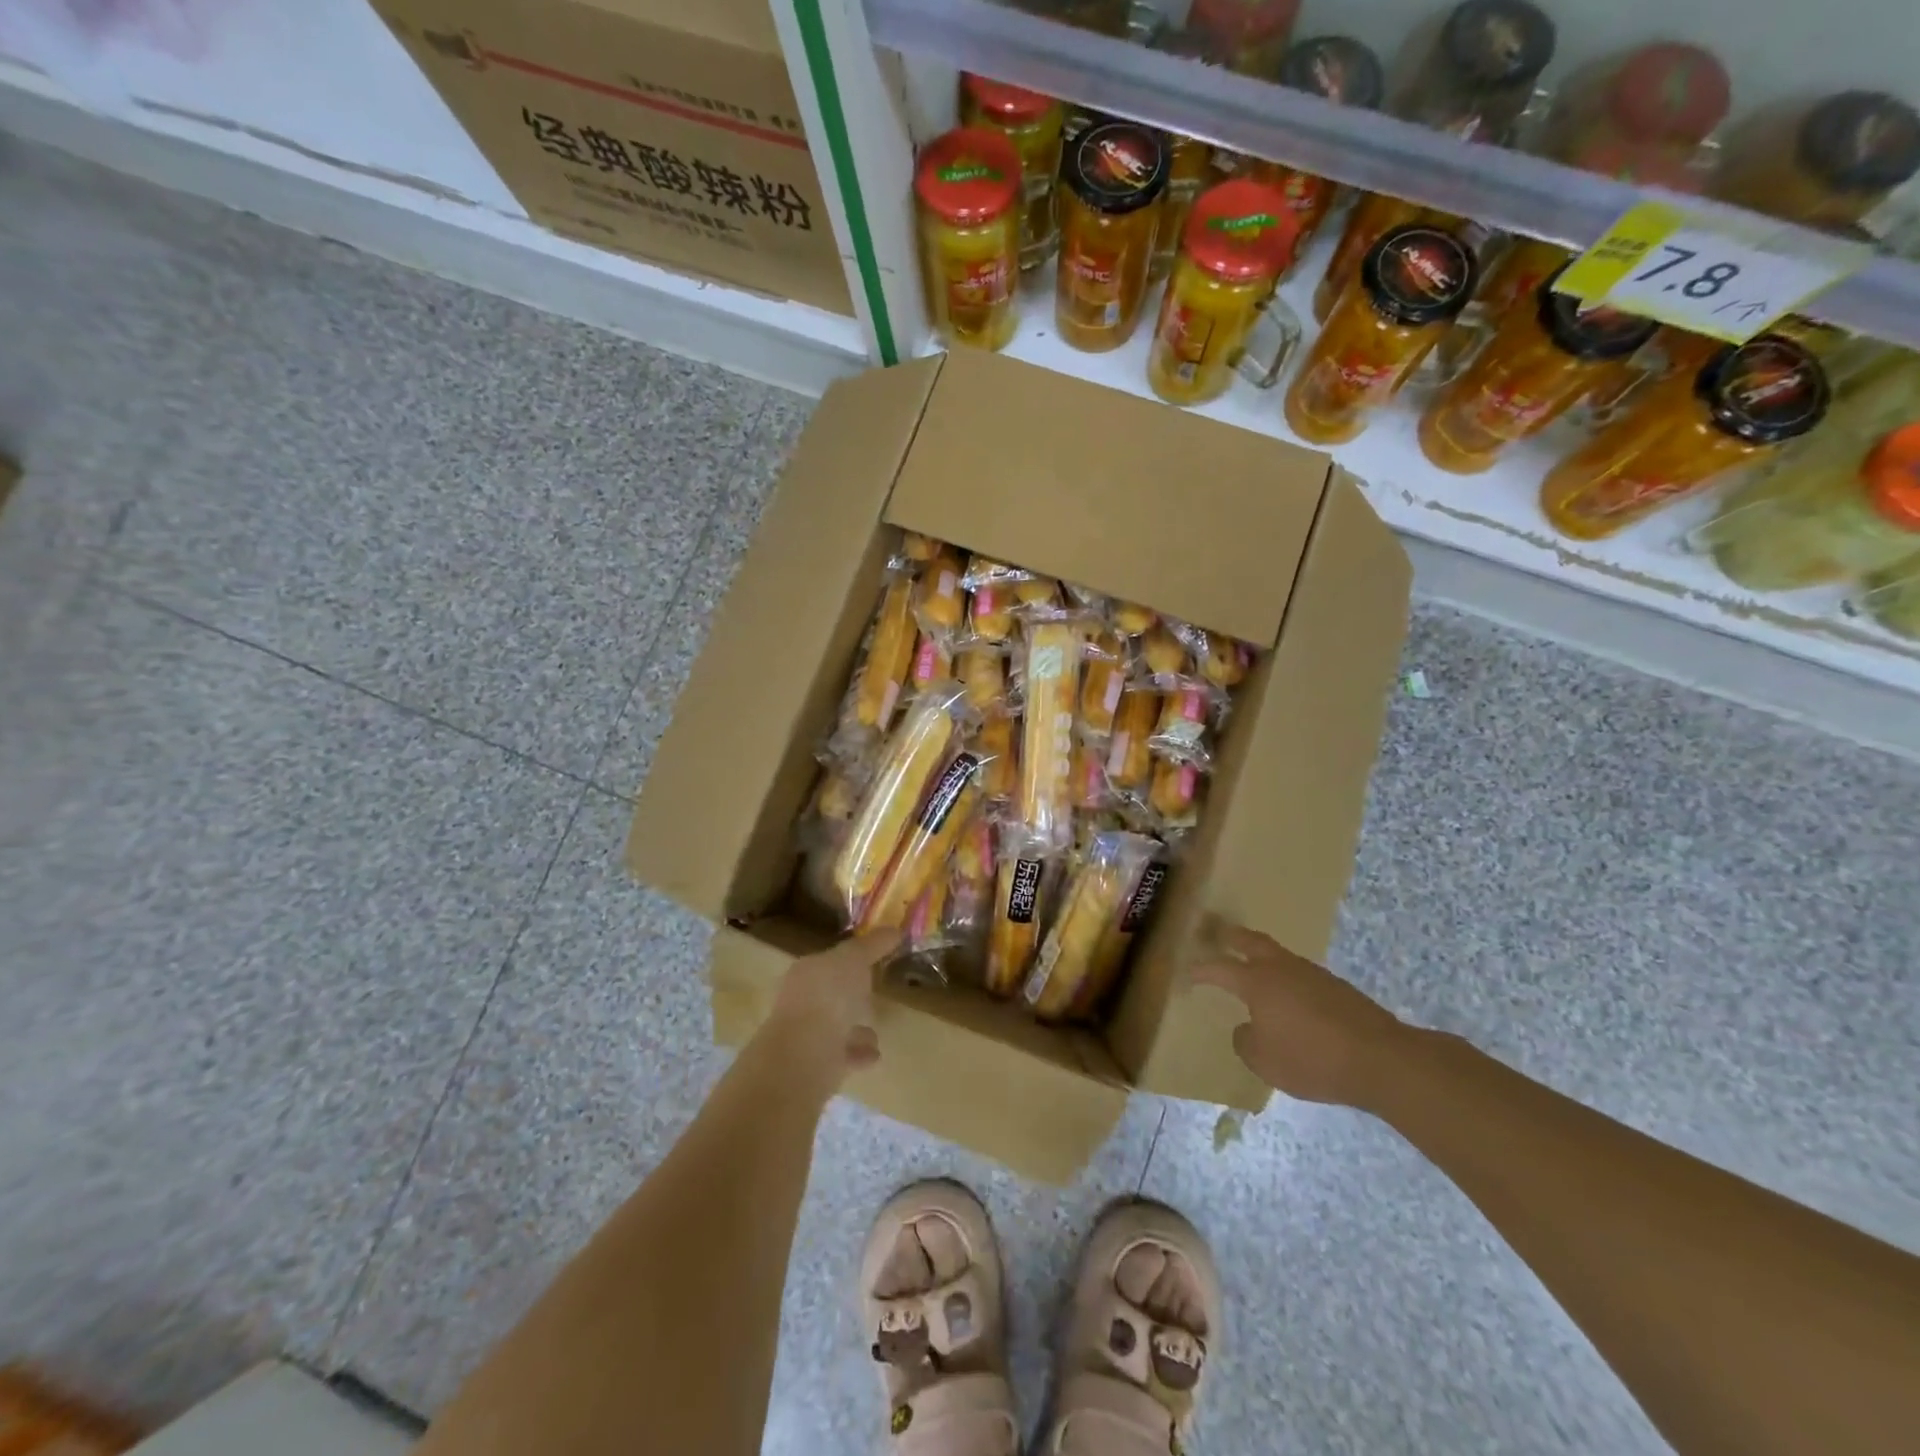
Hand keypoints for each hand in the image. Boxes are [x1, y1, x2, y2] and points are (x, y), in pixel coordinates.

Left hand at [764, 929, 899, 1086]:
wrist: (805, 1056)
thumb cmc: (828, 996)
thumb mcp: (854, 960)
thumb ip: (873, 944)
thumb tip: (895, 929)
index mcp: (807, 971)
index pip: (829, 959)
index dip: (851, 957)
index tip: (874, 957)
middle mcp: (802, 1001)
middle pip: (830, 992)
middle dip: (851, 992)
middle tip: (875, 991)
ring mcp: (807, 1035)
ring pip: (835, 1026)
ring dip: (854, 1026)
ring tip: (878, 1027)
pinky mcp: (817, 1065)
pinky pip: (843, 1054)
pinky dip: (858, 1052)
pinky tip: (876, 1054)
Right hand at [1190, 921, 1407, 1108]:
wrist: (1381, 1060)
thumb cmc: (1311, 1058)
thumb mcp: (1264, 1061)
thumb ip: (1246, 1042)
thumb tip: (1246, 1028)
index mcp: (1257, 982)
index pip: (1219, 968)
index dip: (1200, 970)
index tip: (1186, 973)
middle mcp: (1282, 969)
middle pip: (1251, 942)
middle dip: (1231, 936)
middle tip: (1216, 930)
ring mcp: (1313, 975)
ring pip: (1279, 957)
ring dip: (1262, 957)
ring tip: (1253, 968)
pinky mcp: (1337, 988)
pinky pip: (1301, 976)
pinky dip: (1287, 979)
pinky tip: (1290, 999)